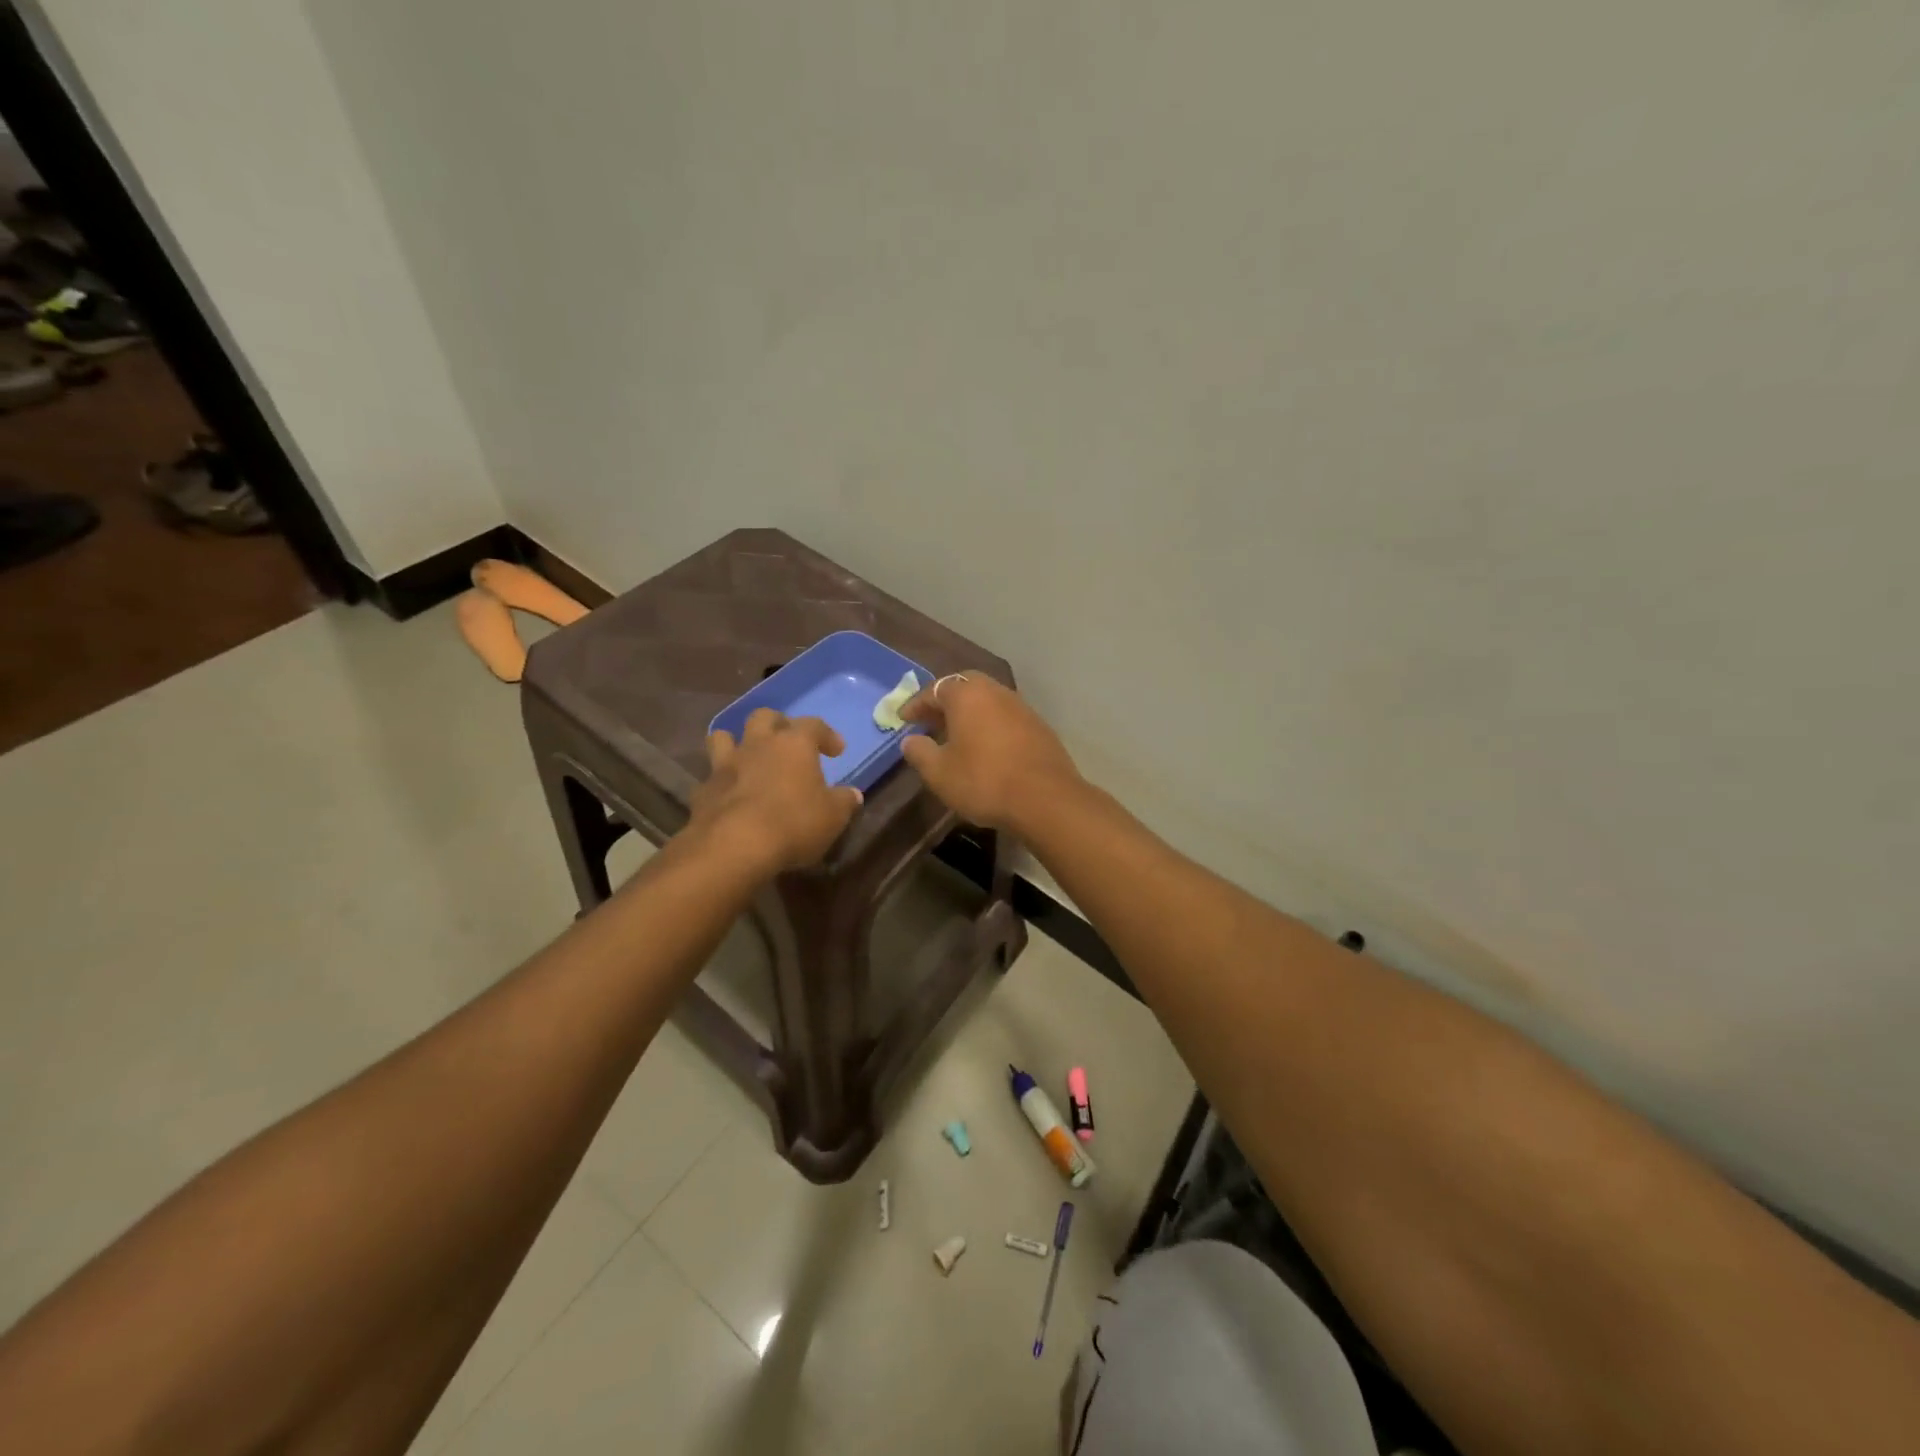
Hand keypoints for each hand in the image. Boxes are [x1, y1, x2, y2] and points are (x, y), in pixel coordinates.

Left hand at [690, 709, 862, 872]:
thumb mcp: (833, 816)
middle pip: (764, 717)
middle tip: (788, 742)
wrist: (734, 846)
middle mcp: (758, 744)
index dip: (827, 735)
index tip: (837, 750)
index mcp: (794, 744)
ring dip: (736, 742)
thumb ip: (844, 801)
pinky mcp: (703, 790)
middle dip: (778, 724)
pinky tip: (729, 796)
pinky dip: (720, 782)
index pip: (814, 725)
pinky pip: (710, 777)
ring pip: (724, 737)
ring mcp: (725, 765)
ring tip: (749, 757)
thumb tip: (852, 794)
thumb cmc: (794, 823)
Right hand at [899, 674, 1081, 832]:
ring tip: (956, 734)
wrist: (1046, 799)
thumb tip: (910, 740)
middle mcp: (995, 691)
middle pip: (965, 686)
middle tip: (931, 721)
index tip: (903, 719)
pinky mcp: (1039, 726)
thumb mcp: (939, 773)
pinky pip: (1005, 716)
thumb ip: (920, 752)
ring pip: (988, 700)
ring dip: (970, 712)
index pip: (934, 689)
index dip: (916, 704)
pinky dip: (990, 724)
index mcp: (967, 695)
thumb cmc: (984, 781)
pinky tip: (986, 746)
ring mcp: (1021, 707)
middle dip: (945, 701)